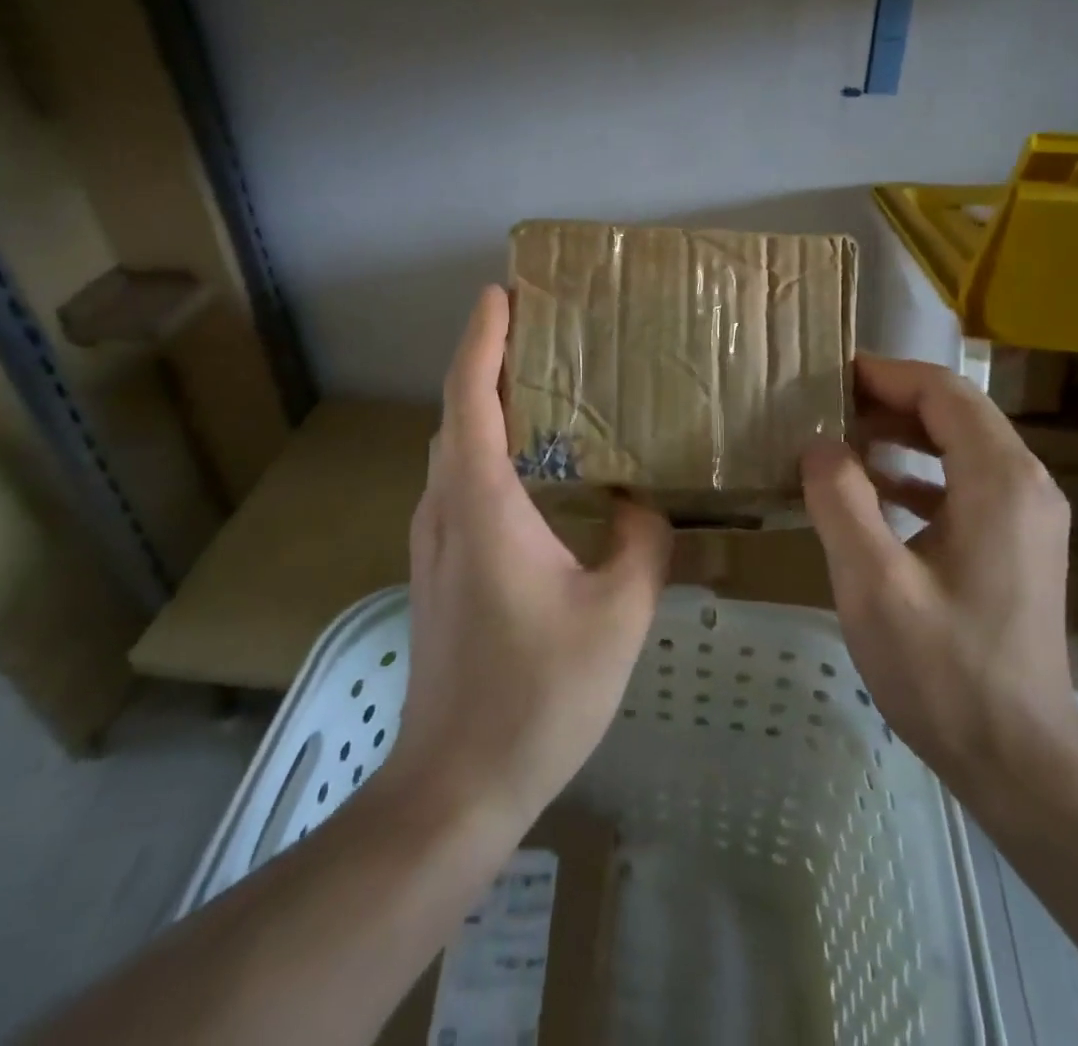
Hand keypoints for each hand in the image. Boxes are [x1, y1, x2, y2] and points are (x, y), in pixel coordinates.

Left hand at [389, 286, 671, 827]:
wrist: (457, 784)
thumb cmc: (538, 693)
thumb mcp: (618, 613)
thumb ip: (642, 542)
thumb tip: (644, 505)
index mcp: (481, 502)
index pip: (469, 395)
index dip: (483, 337)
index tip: (502, 292)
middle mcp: (444, 508)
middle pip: (456, 413)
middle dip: (487, 360)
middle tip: (540, 330)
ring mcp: (433, 541)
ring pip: (454, 450)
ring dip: (486, 406)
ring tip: (542, 386)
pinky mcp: (439, 570)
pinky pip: (460, 484)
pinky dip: (488, 450)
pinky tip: (535, 469)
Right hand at [801, 356, 1077, 784]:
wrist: (1019, 758)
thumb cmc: (944, 670)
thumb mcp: (873, 585)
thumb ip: (840, 501)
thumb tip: (818, 444)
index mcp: (999, 480)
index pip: (943, 393)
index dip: (885, 375)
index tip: (829, 374)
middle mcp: (1025, 484)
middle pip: (956, 412)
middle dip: (890, 400)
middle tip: (825, 405)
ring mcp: (1027, 515)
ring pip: (961, 445)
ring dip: (903, 435)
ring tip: (841, 439)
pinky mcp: (1018, 544)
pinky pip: (965, 483)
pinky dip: (918, 474)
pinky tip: (874, 491)